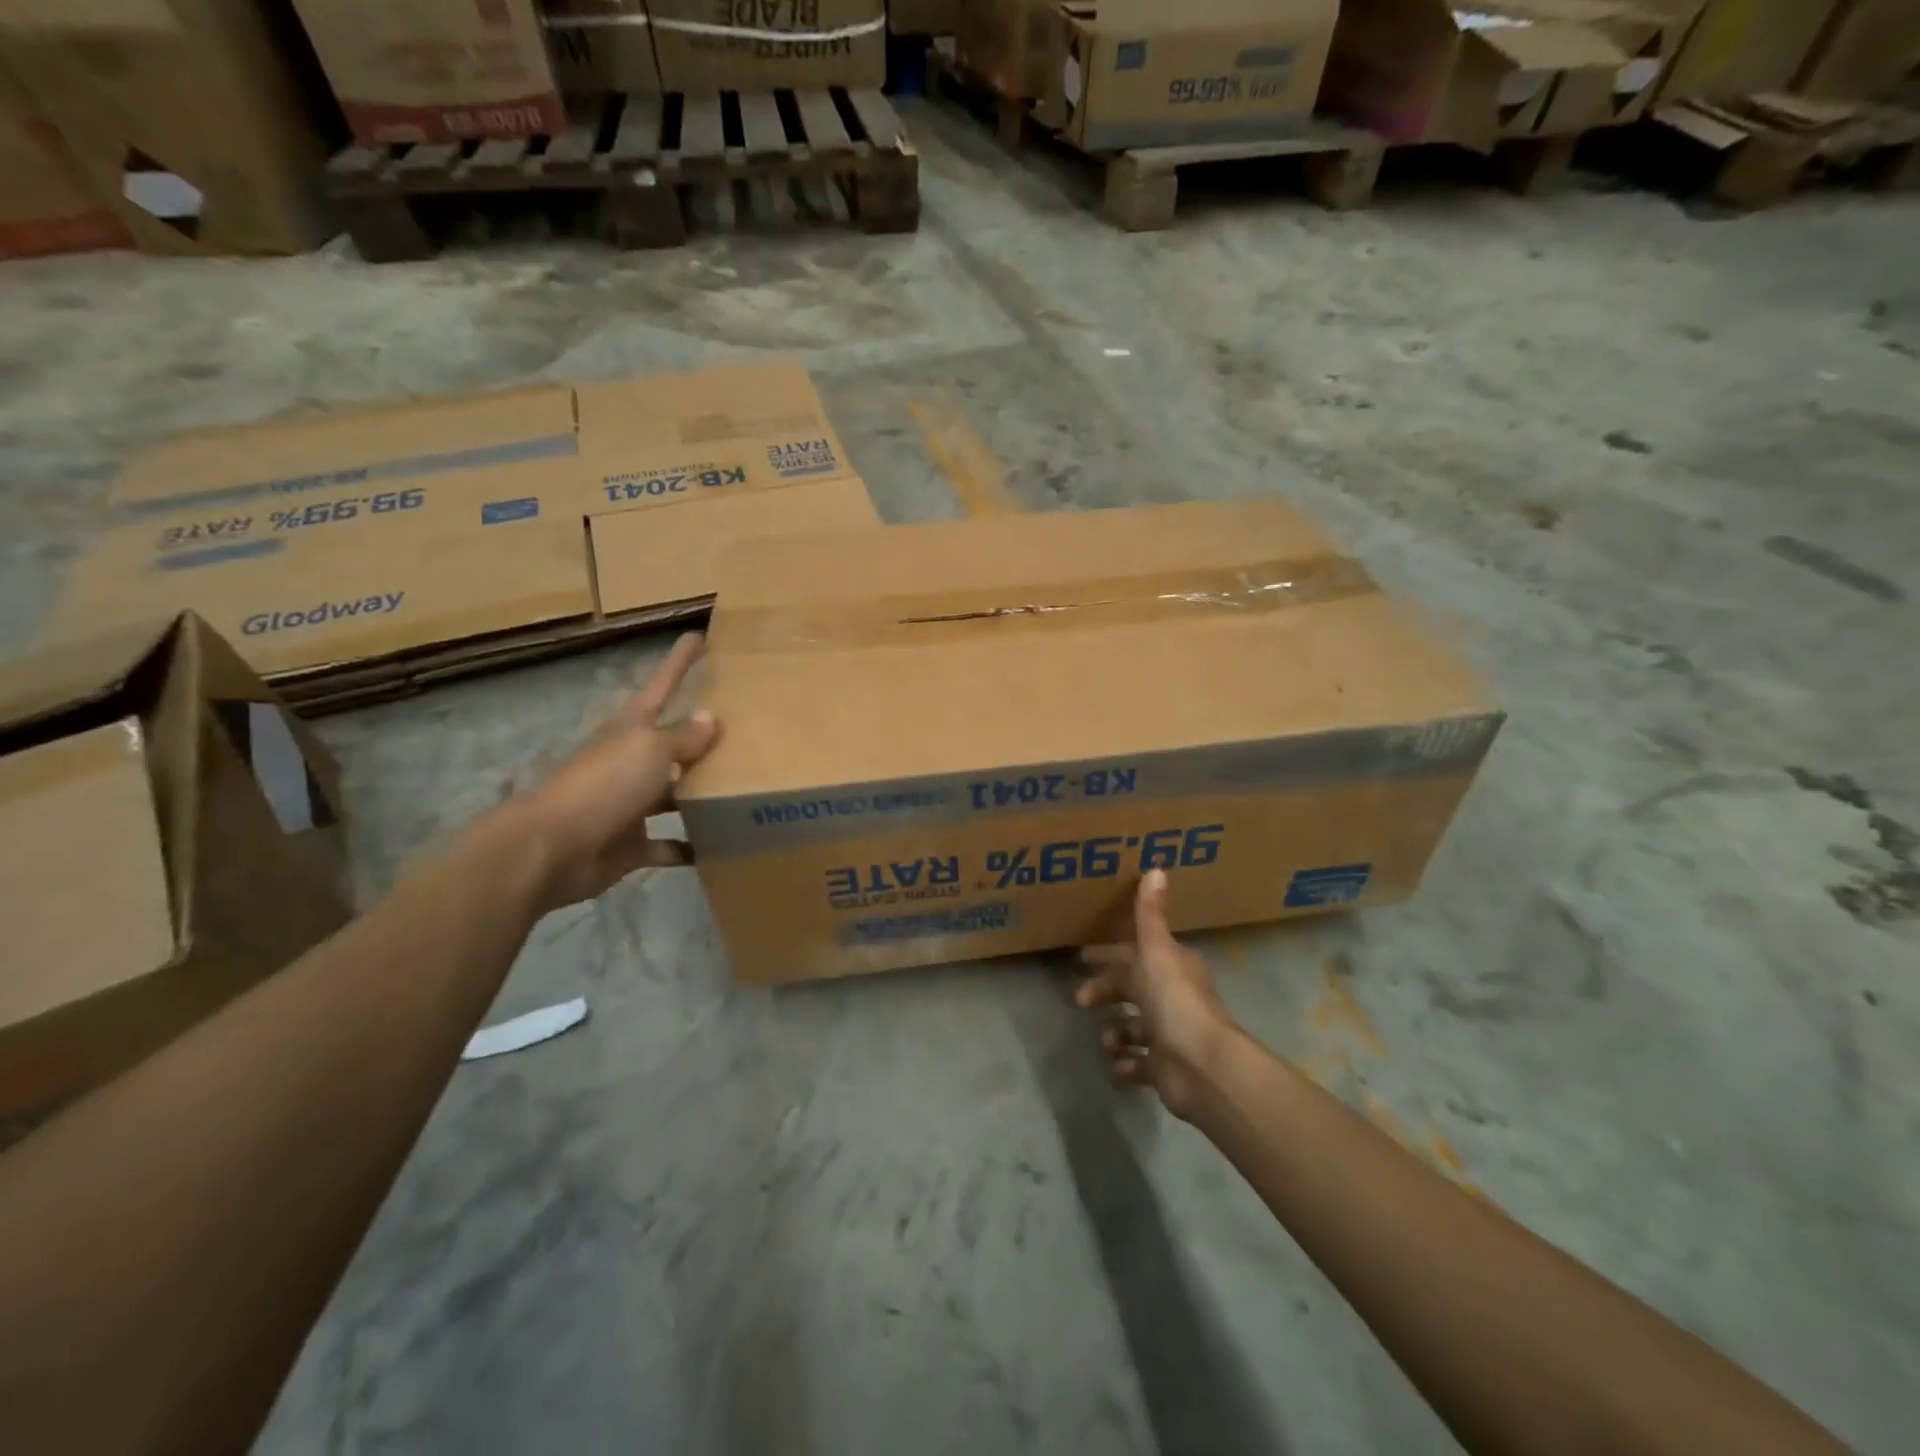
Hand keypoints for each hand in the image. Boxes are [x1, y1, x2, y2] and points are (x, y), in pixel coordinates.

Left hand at [509, 633, 720, 912]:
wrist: (551, 848)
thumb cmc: (604, 785)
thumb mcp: (650, 750)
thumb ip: (684, 736)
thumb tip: (711, 718)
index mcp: (633, 729)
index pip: (662, 684)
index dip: (680, 661)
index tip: (699, 636)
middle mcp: (632, 761)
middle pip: (672, 742)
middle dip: (701, 736)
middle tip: (745, 729)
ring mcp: (630, 803)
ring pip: (674, 793)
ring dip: (702, 793)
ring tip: (744, 790)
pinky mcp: (631, 843)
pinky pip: (668, 844)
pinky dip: (689, 846)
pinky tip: (720, 847)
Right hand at [1077, 870, 1236, 1118]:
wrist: (1202, 1066)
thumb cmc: (1175, 1001)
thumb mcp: (1156, 950)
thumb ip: (1149, 914)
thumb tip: (1155, 866)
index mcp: (1171, 968)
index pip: (1134, 954)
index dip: (1109, 955)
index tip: (1082, 957)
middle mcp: (1171, 998)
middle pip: (1130, 990)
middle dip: (1104, 992)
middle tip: (1079, 1000)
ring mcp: (1169, 1036)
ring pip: (1132, 1029)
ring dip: (1114, 1033)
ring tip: (1107, 1041)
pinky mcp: (1164, 1069)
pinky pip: (1136, 1065)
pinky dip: (1125, 1065)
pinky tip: (1119, 1065)